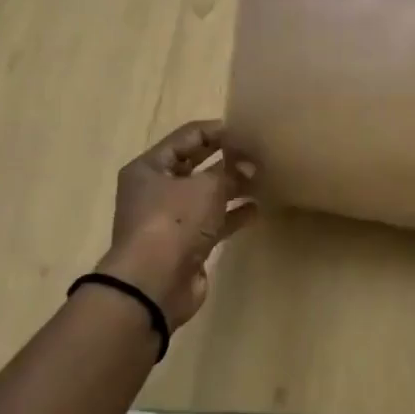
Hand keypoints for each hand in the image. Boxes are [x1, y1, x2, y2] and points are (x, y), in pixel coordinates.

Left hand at [95, 121, 255, 331]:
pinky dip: (234, 214)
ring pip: (207, 194)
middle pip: (196, 165)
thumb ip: (231, 171)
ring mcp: (171, 219)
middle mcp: (156, 190)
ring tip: (265, 178)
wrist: (154, 283)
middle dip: (227, 159)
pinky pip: (214, 221)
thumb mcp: (206, 187)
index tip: (249, 130)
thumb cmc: (174, 222)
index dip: (218, 131)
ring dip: (234, 187)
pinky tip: (258, 209)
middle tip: (260, 153)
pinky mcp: (186, 244)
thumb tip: (250, 166)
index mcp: (150, 167)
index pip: (187, 137)